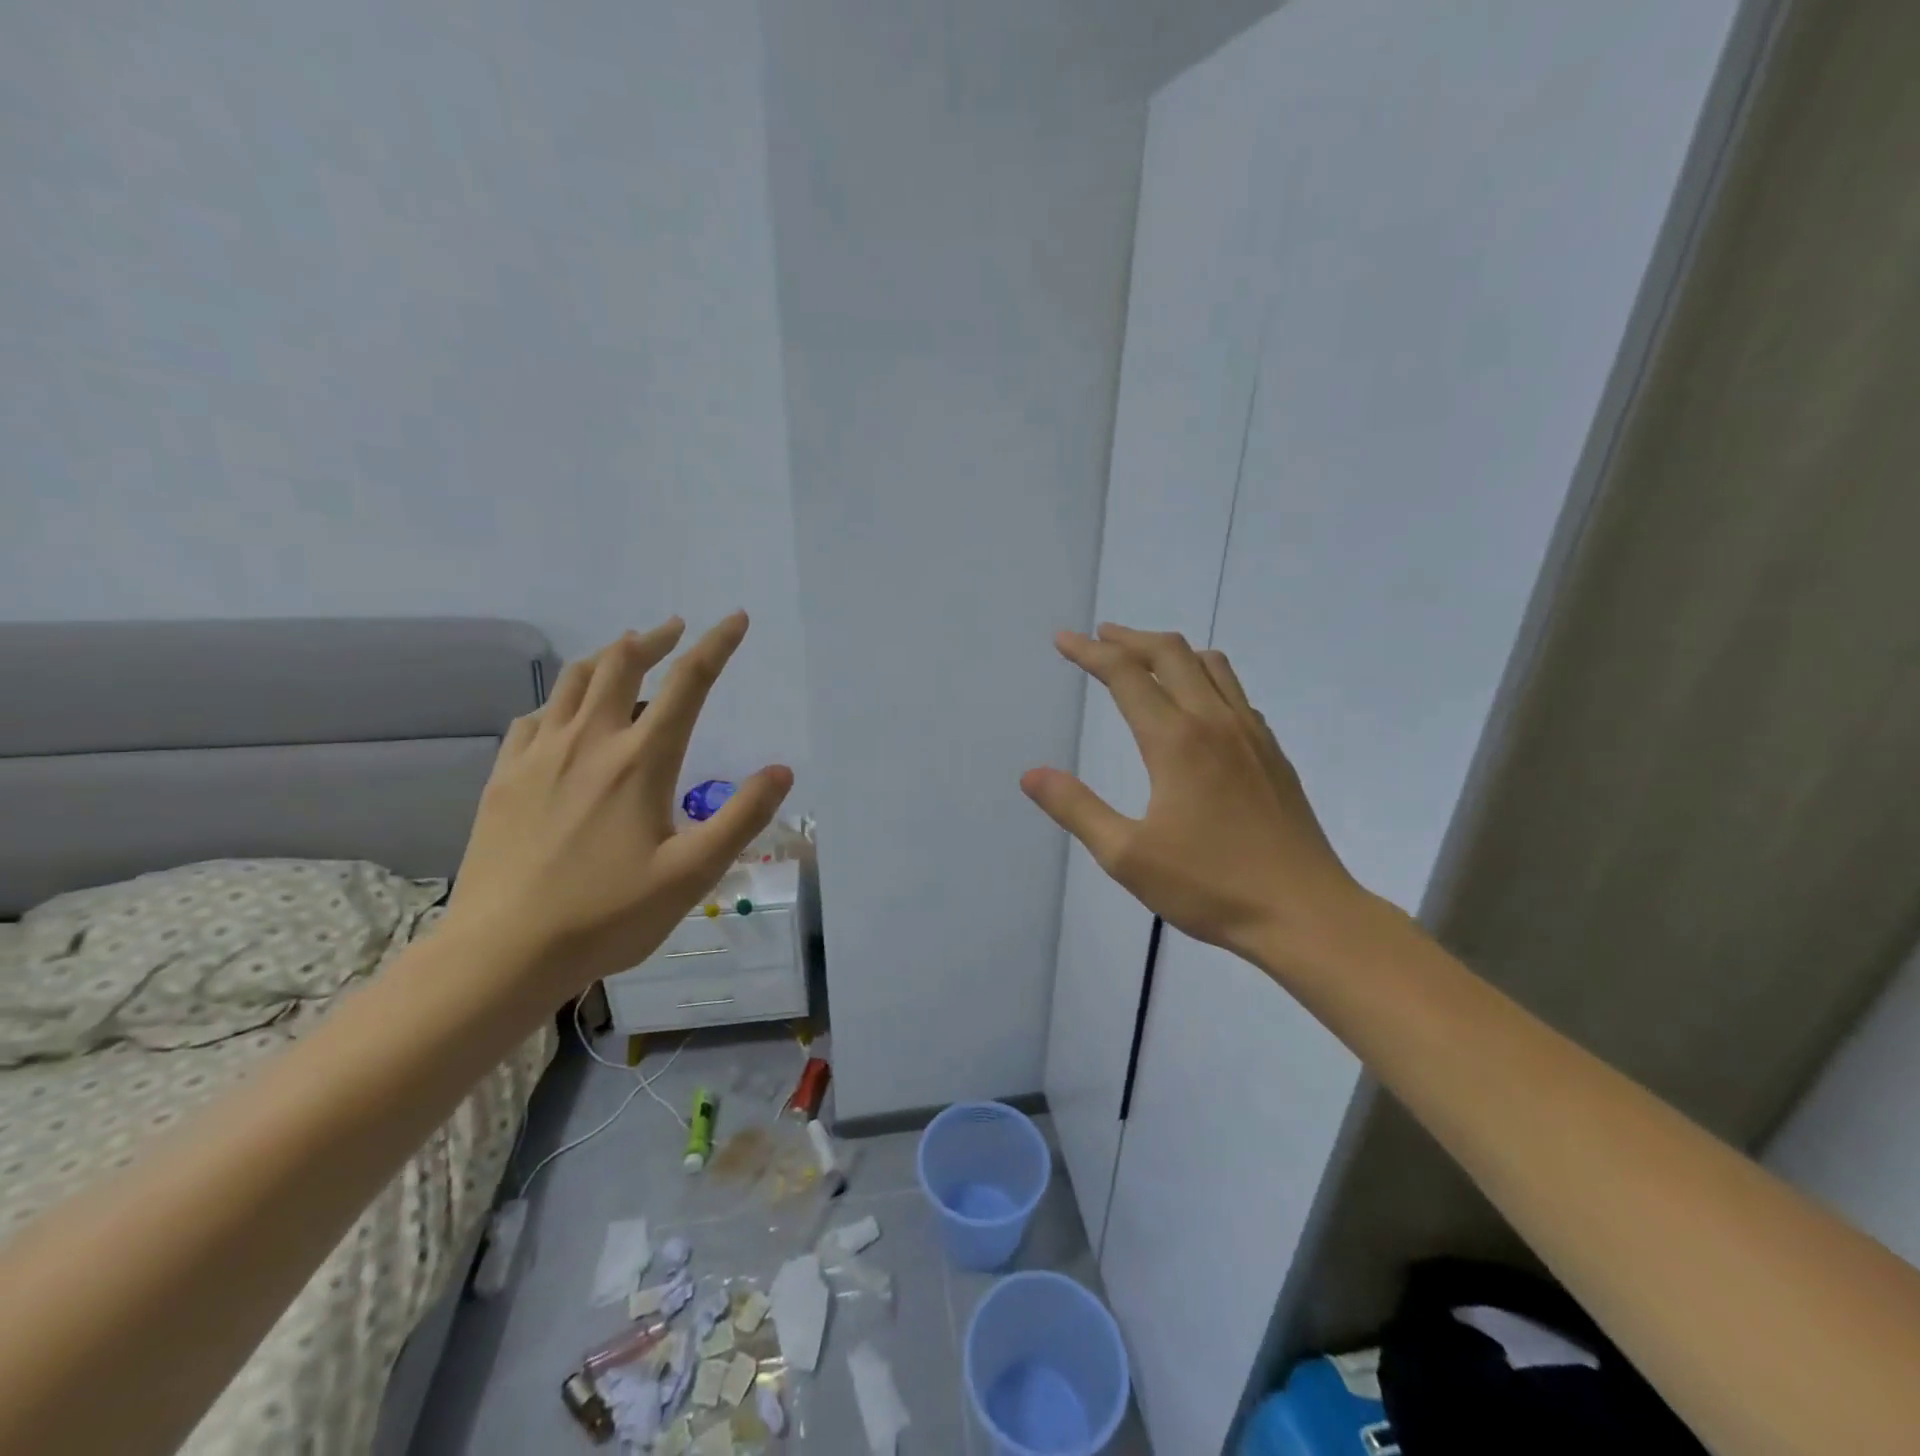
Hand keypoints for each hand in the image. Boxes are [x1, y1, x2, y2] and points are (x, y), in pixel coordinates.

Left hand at [448, 613, 791, 994]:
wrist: (502, 953)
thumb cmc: (608, 915)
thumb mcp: (693, 873)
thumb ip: (741, 817)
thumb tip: (782, 770)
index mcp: (640, 760)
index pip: (687, 683)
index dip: (717, 645)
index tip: (736, 619)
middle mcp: (589, 742)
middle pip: (621, 663)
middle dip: (654, 638)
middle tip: (675, 628)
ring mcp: (539, 755)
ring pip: (573, 680)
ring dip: (607, 657)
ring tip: (627, 653)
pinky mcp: (505, 776)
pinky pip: (535, 716)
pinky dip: (561, 699)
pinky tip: (566, 714)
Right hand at [1022, 624, 1372, 972]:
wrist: (1305, 913)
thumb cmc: (1210, 886)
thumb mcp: (1127, 856)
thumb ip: (1076, 809)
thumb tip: (1031, 774)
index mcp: (1176, 740)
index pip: (1125, 675)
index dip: (1089, 652)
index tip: (1063, 639)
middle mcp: (1215, 722)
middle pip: (1171, 653)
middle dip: (1130, 639)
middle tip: (1100, 638)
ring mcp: (1252, 734)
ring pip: (1211, 665)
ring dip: (1171, 651)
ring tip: (1145, 659)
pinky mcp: (1273, 753)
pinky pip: (1236, 692)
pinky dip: (1205, 677)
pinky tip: (1197, 705)